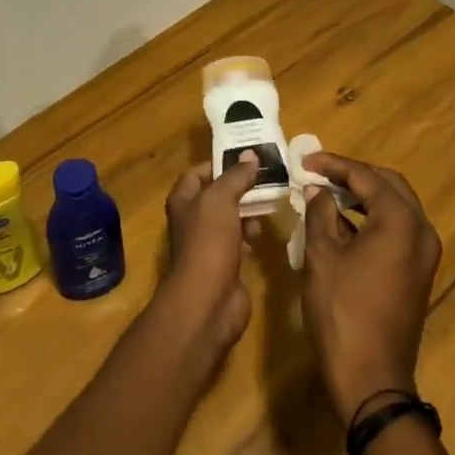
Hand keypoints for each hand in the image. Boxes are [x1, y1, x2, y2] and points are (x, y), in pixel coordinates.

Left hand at [160, 153, 263, 357]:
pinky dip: (251, 234)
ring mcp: (209, 243)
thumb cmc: (208, 240)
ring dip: (248, 210)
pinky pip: (240, 240)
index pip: (197, 173)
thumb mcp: (221, 199)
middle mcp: (193, 220)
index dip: (218, 163)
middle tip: (267, 175)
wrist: (209, 299)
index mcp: (184, 200)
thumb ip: (236, 176)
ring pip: (230, 218)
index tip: (246, 157)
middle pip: (217, 195)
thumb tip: (250, 155)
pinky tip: (264, 230)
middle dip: (239, 186)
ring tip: (270, 200)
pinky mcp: (225, 263)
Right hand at [301, 153, 441, 421]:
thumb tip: (317, 190)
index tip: (306, 160)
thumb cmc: (342, 312)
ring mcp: (424, 253)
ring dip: (363, 196)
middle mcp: (421, 230)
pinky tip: (342, 222)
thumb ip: (320, 214)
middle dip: (353, 175)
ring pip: (395, 206)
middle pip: (388, 185)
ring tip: (326, 192)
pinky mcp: (418, 271)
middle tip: (319, 171)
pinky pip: (397, 229)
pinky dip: (371, 218)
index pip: (366, 177)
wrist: (372, 378)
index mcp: (400, 221)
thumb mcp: (322, 257)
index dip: (334, 165)